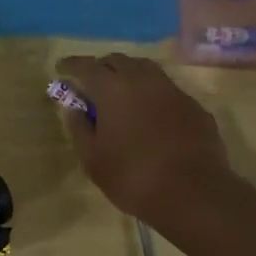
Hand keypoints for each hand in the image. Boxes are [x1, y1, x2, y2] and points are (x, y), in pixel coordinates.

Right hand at [54, 54, 236, 222]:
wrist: (194, 195)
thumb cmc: (133, 177)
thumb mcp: (93, 159)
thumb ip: (79, 128)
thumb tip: (73, 108)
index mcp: (113, 89)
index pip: (86, 66)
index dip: (71, 65)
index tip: (61, 69)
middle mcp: (143, 80)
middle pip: (117, 60)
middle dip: (100, 67)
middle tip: (91, 83)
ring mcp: (172, 90)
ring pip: (145, 69)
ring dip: (128, 74)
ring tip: (120, 92)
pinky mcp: (194, 106)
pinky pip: (167, 89)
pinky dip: (152, 93)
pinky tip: (151, 113)